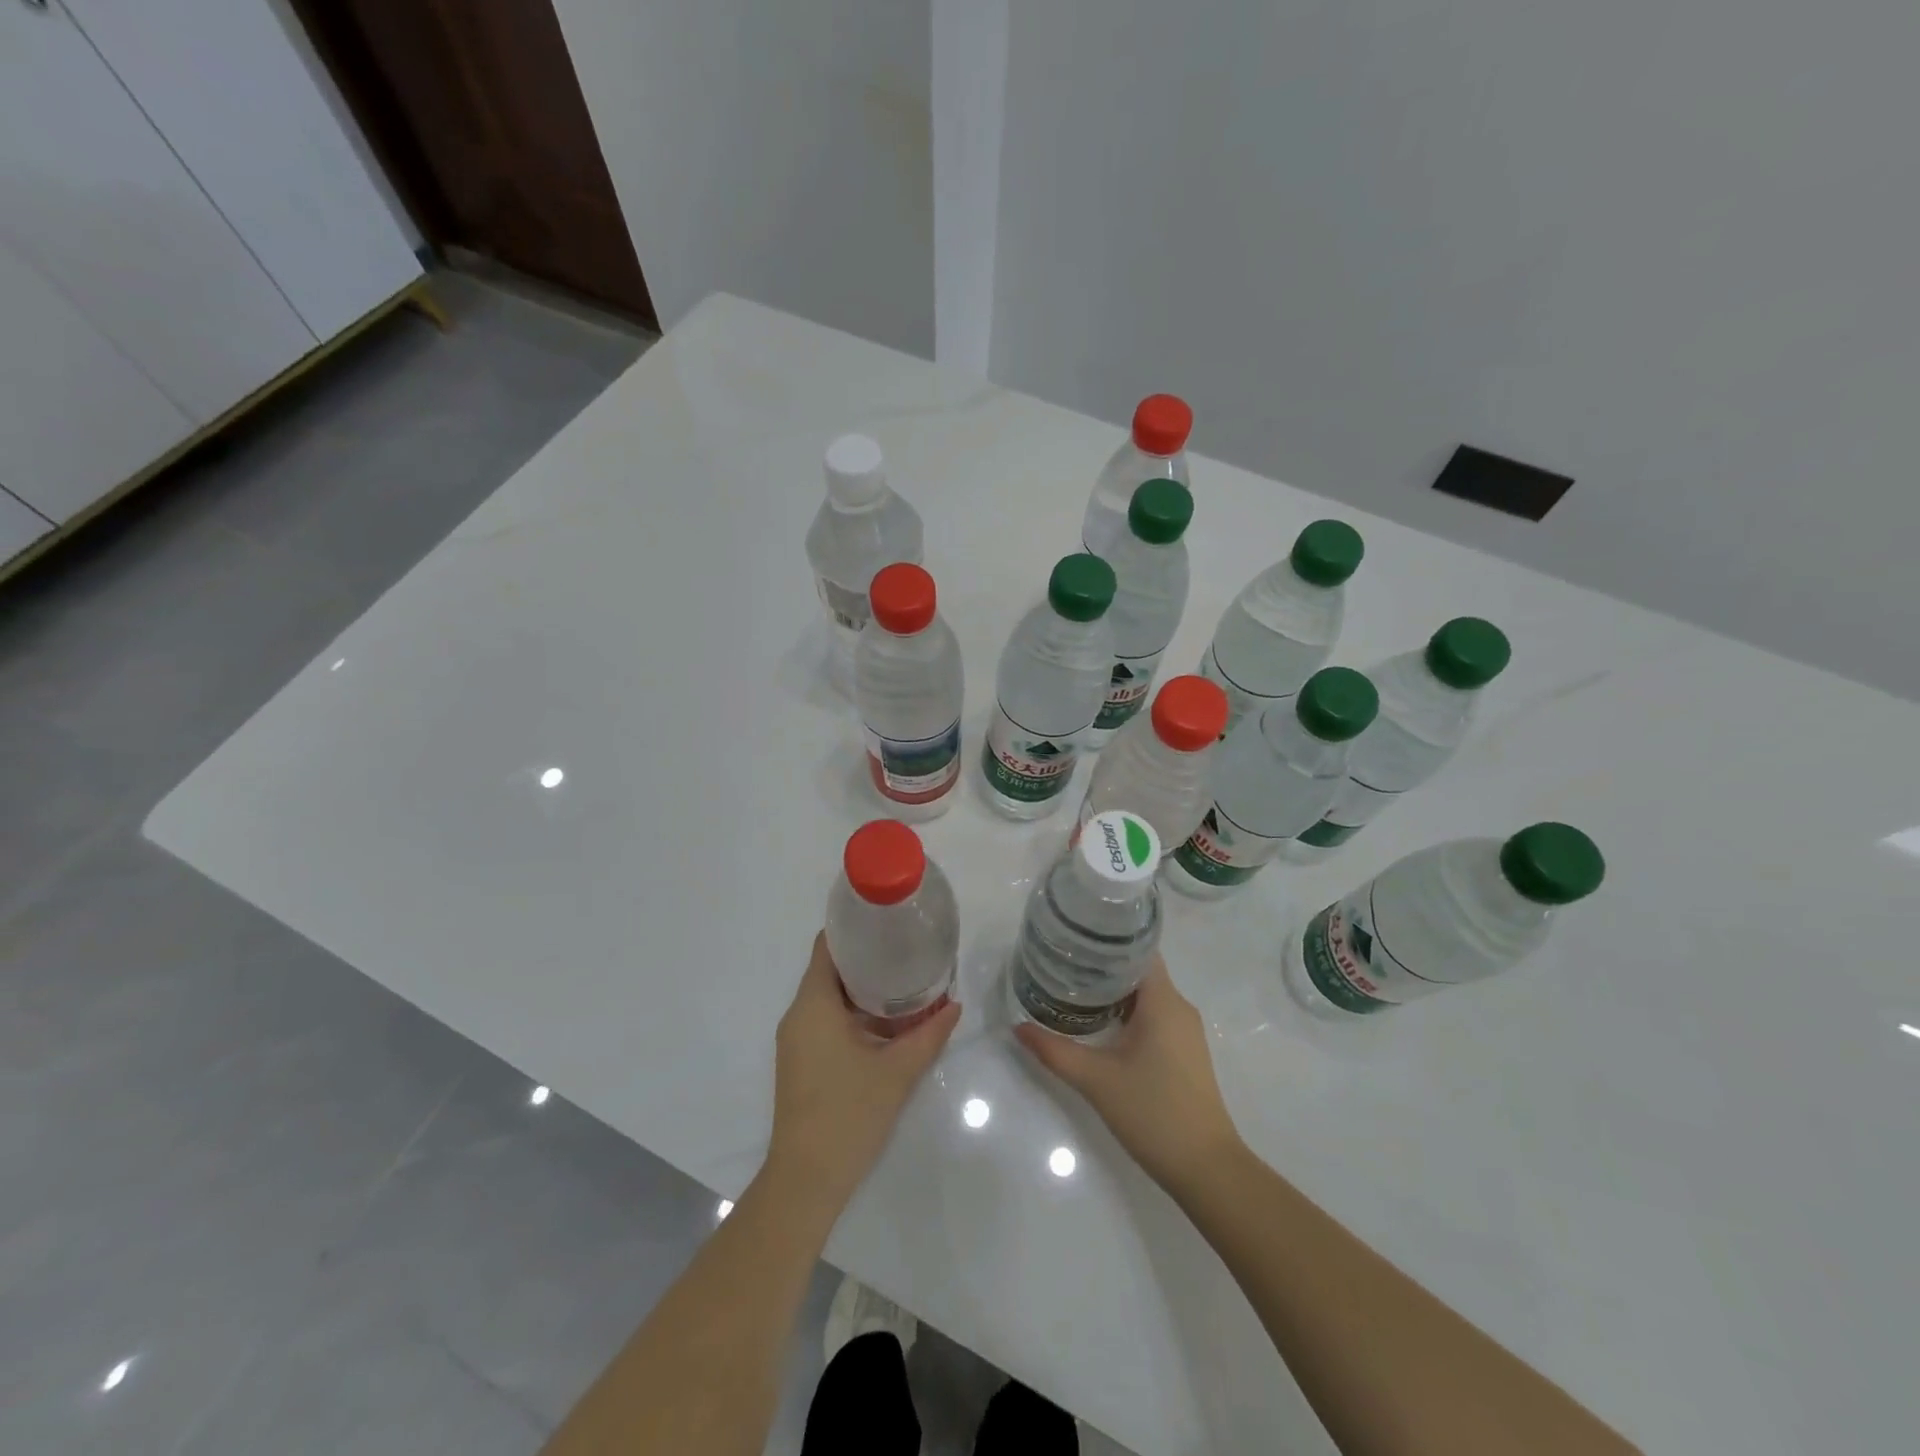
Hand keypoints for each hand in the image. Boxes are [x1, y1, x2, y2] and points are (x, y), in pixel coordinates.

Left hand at [765, 932, 960, 1216]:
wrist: (806, 1180)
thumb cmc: (848, 1114)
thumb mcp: (897, 1071)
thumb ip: (929, 1034)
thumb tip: (955, 1006)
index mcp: (813, 1005)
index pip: (826, 947)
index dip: (853, 928)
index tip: (885, 920)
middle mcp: (798, 1015)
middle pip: (829, 969)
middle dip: (865, 957)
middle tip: (905, 949)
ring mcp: (796, 1040)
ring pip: (827, 997)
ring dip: (861, 988)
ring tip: (903, 979)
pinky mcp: (800, 1061)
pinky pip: (824, 1020)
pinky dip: (852, 1012)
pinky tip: (885, 1021)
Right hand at [1015, 959, 1243, 1196]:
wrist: (1207, 1169)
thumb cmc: (1154, 1112)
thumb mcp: (1096, 1080)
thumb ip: (1055, 1051)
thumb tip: (1018, 1028)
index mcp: (1164, 1001)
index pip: (1138, 950)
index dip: (1107, 941)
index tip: (1074, 942)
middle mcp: (1178, 1008)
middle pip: (1139, 971)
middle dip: (1102, 967)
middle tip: (1062, 966)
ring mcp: (1185, 1032)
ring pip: (1146, 996)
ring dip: (1113, 993)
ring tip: (1073, 991)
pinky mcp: (1184, 1054)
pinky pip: (1154, 1017)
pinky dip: (1126, 1013)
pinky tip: (1099, 1026)